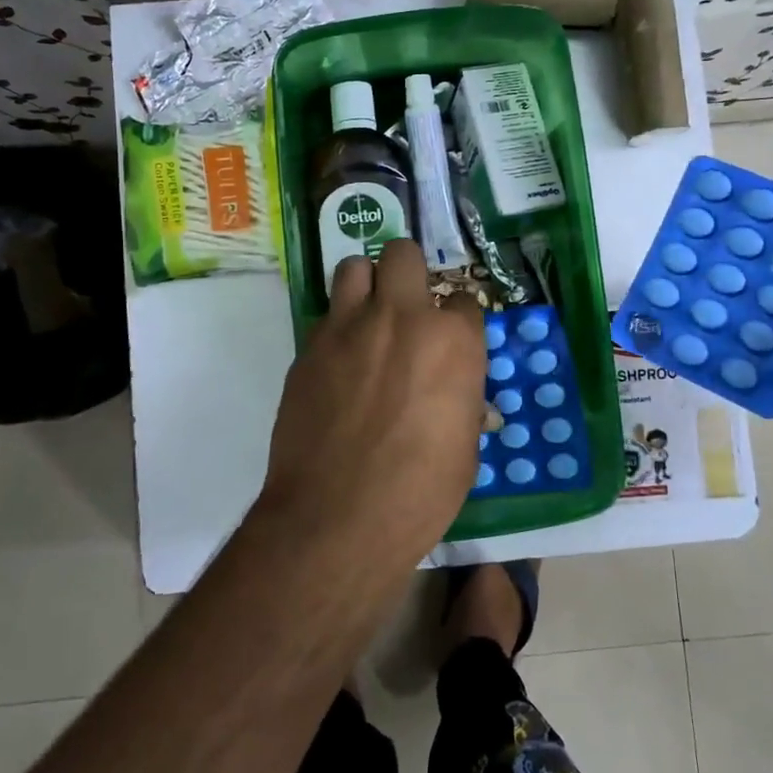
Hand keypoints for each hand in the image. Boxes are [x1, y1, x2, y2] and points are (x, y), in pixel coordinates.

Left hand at [258, 240, 486, 562]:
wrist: (337, 517)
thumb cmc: (419, 492)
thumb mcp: (465, 448)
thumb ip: (461, 400)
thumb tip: (456, 392)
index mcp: (453, 341)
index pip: (464, 299)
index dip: (458, 319)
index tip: (451, 339)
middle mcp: (401, 318)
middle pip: (404, 255)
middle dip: (410, 273)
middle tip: (408, 307)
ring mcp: (348, 327)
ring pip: (354, 267)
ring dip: (366, 285)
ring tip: (368, 318)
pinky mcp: (308, 348)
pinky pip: (325, 317)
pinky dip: (337, 330)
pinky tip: (338, 364)